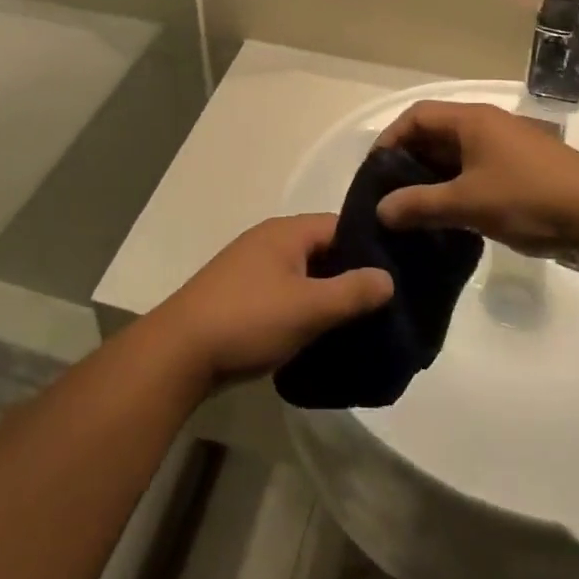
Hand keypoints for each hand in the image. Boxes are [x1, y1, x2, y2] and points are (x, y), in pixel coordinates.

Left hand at [152, 215, 392, 383]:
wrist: (179, 353)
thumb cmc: (249, 320)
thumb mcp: (308, 307)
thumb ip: (352, 291)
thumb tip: (388, 278)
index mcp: (286, 232)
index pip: (341, 225)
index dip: (371, 247)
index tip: (399, 273)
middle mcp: (269, 241)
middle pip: (323, 250)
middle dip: (351, 275)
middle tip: (384, 304)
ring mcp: (252, 268)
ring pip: (304, 275)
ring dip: (327, 296)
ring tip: (359, 323)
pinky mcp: (241, 296)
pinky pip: (285, 294)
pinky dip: (304, 309)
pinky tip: (320, 334)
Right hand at [374, 102, 578, 258]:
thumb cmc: (528, 199)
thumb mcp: (467, 203)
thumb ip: (419, 205)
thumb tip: (381, 209)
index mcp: (472, 120)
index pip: (417, 116)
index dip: (391, 139)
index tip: (374, 173)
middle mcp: (488, 126)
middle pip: (436, 135)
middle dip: (409, 163)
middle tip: (389, 196)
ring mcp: (507, 149)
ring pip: (457, 157)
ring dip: (433, 180)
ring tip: (413, 212)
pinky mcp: (522, 173)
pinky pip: (477, 173)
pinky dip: (457, 190)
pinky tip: (448, 219)